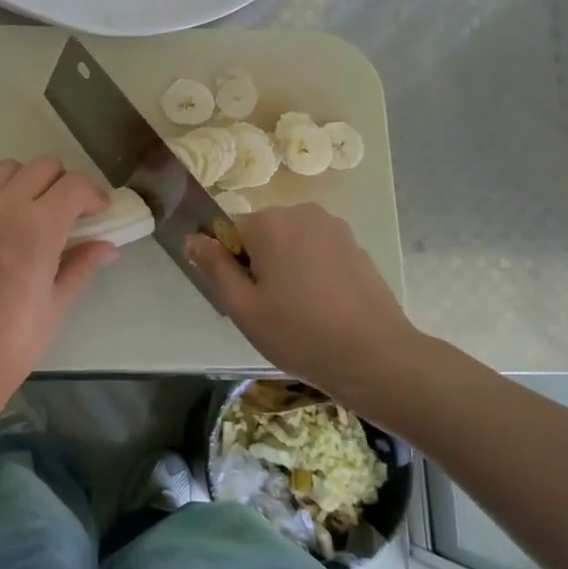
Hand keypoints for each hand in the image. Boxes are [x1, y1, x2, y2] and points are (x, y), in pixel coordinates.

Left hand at [0, 157, 117, 406]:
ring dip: (29, 182)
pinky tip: (0, 223)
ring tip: (33, 213)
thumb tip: (108, 245)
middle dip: (65, 184)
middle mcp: (2, 208)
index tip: (100, 212)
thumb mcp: (58, 304)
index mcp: (37, 229)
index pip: (74, 185)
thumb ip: (83, 265)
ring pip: (8, 169)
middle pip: (43, 167)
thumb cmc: (15, 342)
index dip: (94, 194)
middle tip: (70, 213)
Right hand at [188, 203, 418, 402]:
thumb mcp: (243, 307)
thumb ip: (214, 267)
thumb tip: (193, 238)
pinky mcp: (356, 244)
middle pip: (262, 233)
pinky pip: (317, 250)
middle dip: (259, 263)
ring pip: (291, 241)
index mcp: (269, 222)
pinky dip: (313, 271)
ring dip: (286, 266)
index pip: (229, 231)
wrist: (374, 356)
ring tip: (298, 309)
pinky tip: (323, 306)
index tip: (245, 298)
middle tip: (269, 308)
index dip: (230, 265)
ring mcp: (334, 226)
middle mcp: (301, 212)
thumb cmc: (299, 333)